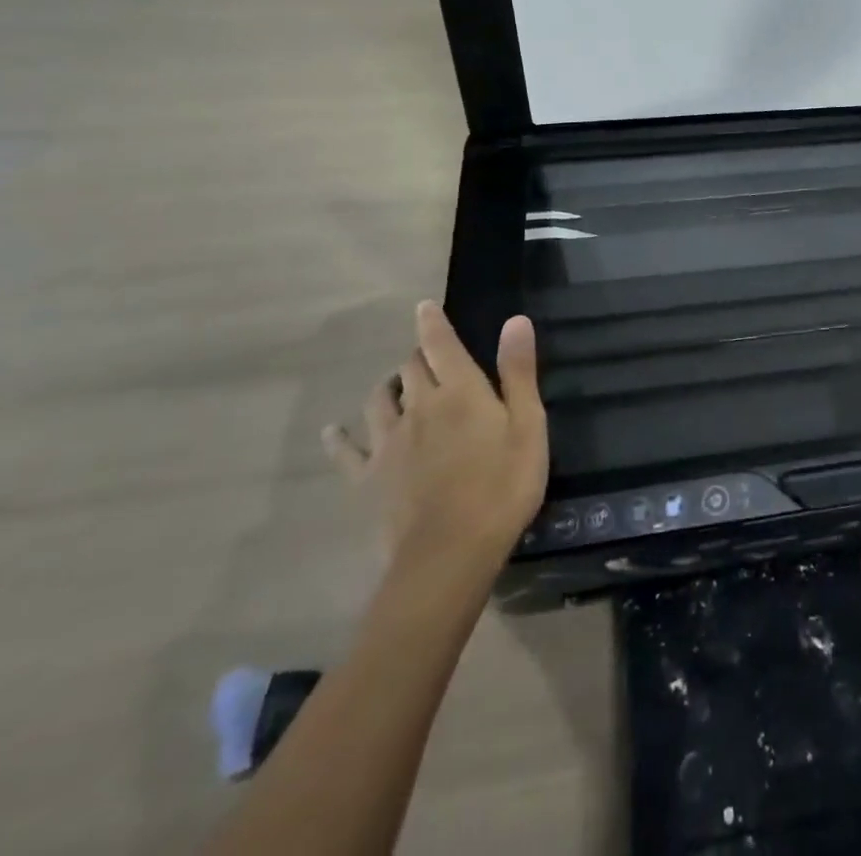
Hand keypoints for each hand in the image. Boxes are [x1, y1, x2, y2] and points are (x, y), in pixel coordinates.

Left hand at [323, 302, 548, 579]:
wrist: (449, 554)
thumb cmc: (502, 485)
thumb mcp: (527, 425)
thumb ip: (518, 372)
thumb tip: (515, 319)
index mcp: (460, 390)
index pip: (441, 344)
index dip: (432, 322)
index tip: (422, 306)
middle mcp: (419, 406)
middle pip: (410, 367)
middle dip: (418, 355)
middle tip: (429, 357)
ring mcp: (389, 442)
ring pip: (378, 400)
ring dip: (388, 386)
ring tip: (396, 386)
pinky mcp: (368, 477)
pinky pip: (347, 450)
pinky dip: (339, 436)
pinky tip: (333, 430)